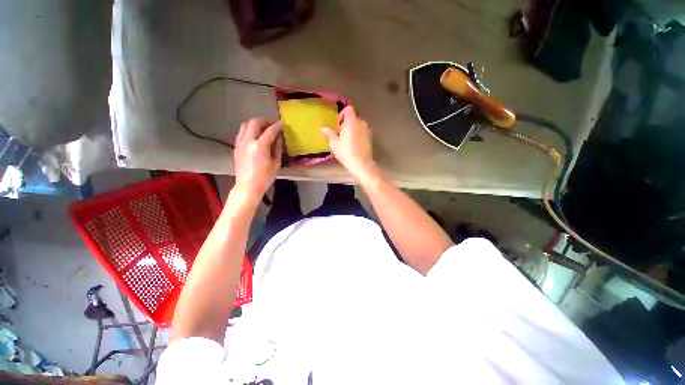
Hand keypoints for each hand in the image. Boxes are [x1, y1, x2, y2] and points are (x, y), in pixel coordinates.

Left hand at [233, 119, 282, 197]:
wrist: (248, 186)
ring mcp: (240, 143)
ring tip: (262, 129)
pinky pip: (241, 133)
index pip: (270, 131)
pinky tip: (254, 137)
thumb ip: (277, 149)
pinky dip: (248, 130)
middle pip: (254, 123)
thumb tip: (278, 139)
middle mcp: (248, 141)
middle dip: (264, 121)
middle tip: (271, 125)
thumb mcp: (276, 164)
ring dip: (255, 124)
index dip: (277, 126)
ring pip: (245, 125)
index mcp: (260, 146)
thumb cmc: (265, 177)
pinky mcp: (236, 147)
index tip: (282, 124)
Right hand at [323, 106, 376, 180]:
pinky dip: (357, 135)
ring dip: (352, 130)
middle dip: (346, 124)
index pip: (348, 109)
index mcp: (352, 121)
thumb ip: (330, 133)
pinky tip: (353, 145)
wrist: (361, 164)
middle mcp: (361, 123)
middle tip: (340, 135)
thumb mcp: (334, 143)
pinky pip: (362, 132)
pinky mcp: (370, 138)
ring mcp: (367, 130)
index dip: (342, 114)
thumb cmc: (346, 152)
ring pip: (358, 125)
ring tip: (346, 141)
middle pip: (353, 118)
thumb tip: (324, 128)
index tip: (338, 125)